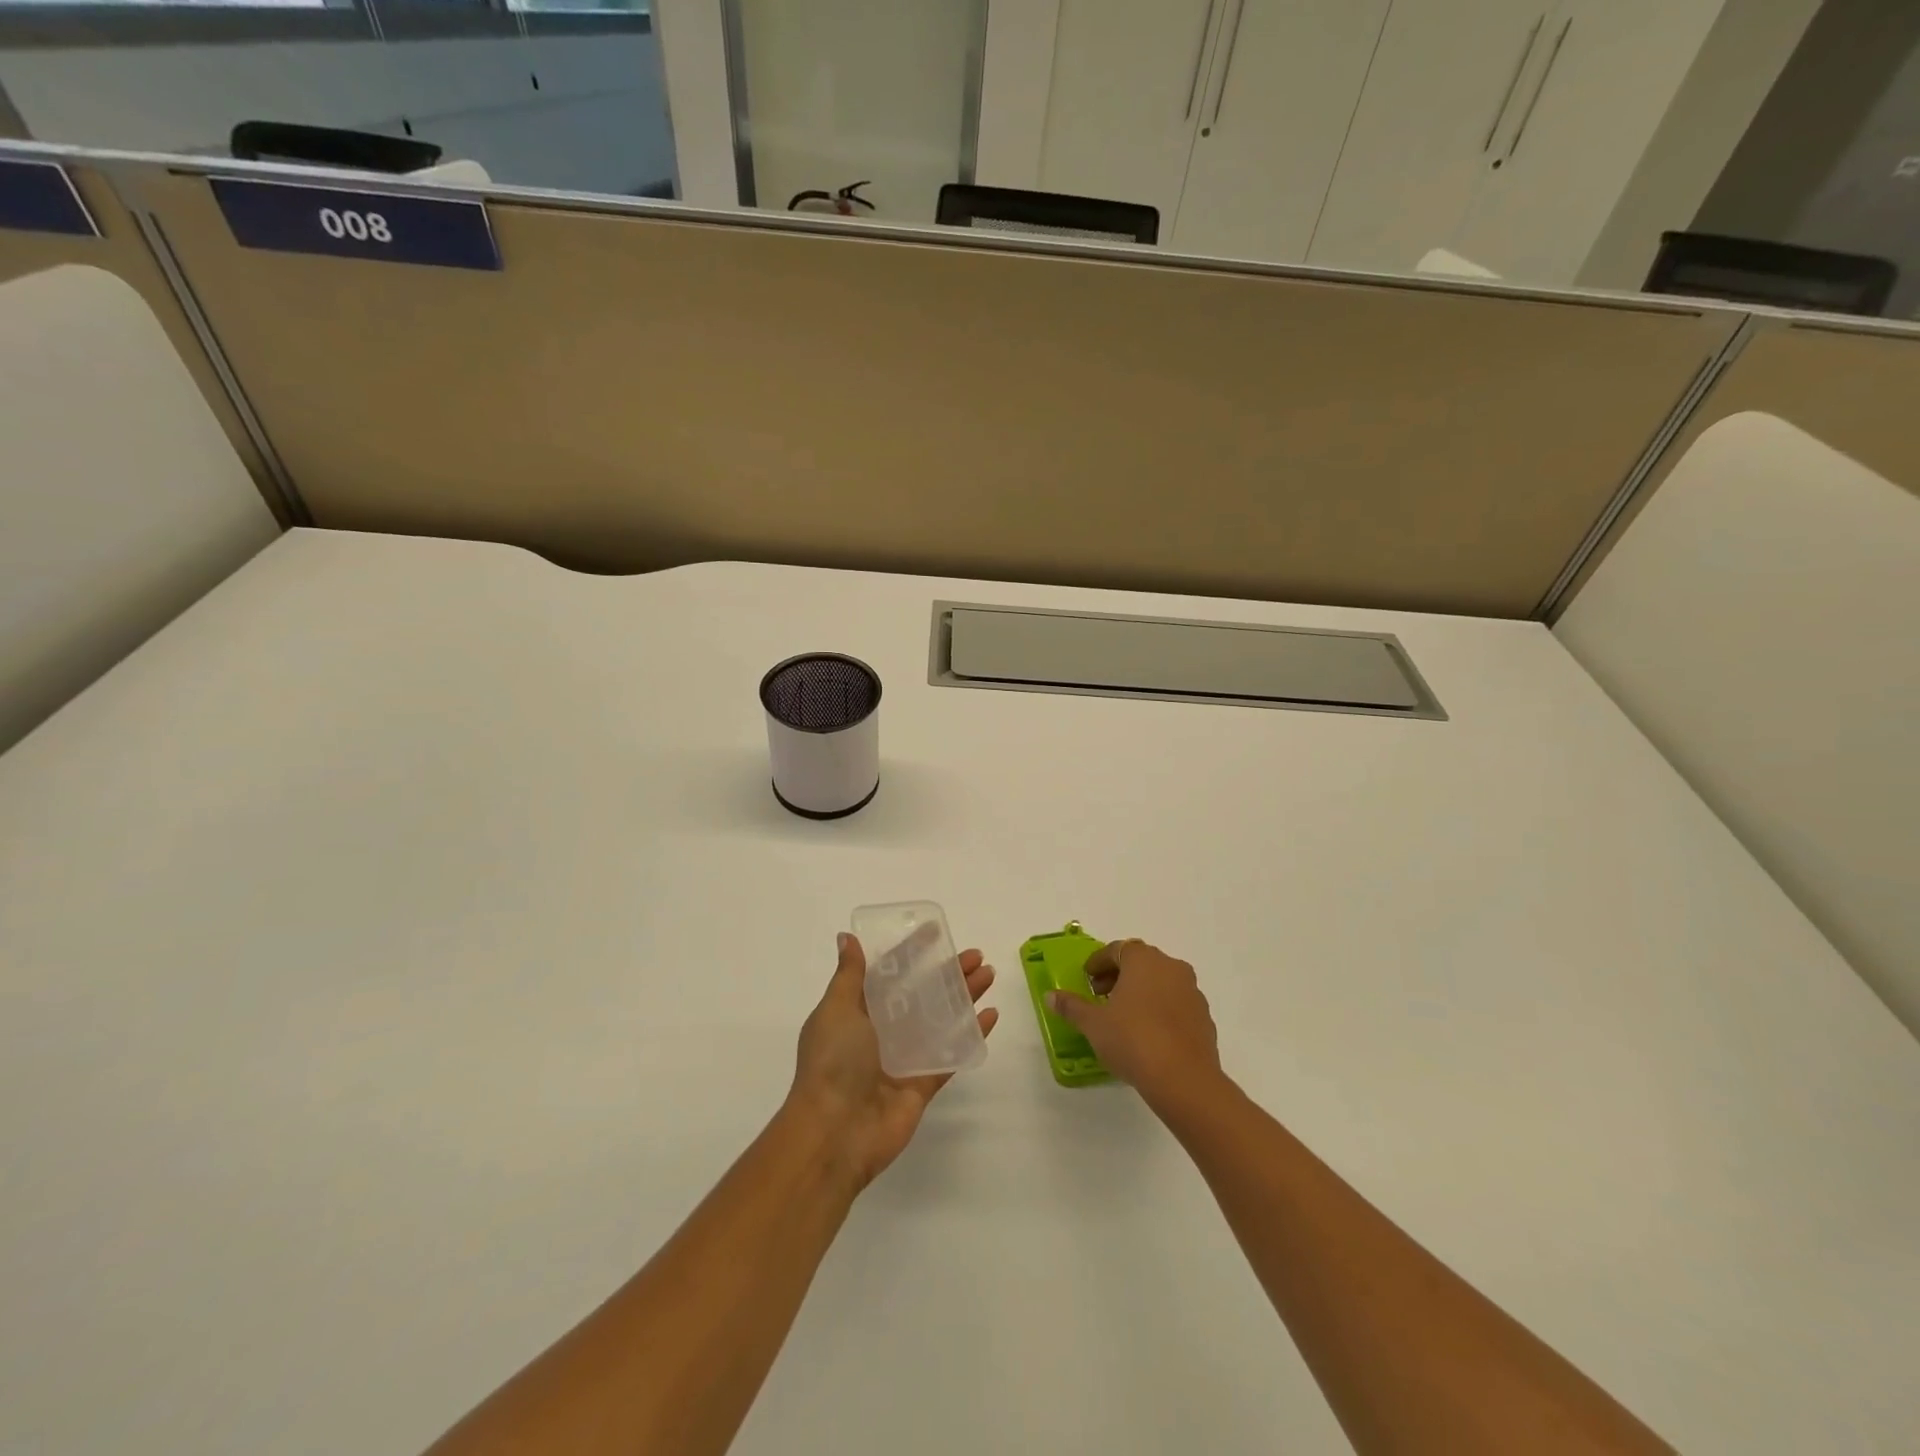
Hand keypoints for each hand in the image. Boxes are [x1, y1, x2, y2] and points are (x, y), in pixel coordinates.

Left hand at [789, 932, 997, 1190]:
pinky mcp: (923, 1082)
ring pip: (941, 1018)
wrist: (835, 1133)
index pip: (891, 971)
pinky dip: (971, 1035)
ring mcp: (905, 1056)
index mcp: (859, 1009)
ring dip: (964, 997)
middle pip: (922, 992)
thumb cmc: (833, 1062)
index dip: (913, 950)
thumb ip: (849, 975)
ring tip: (989, 976)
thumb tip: (847, 938)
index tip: (937, 930)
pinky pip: (951, 1053)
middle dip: (948, 972)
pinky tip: (991, 1016)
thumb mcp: (836, 1010)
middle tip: (976, 956)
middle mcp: (882, 1030)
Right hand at [1047, 939, 1221, 1105]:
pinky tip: (1148, 1034)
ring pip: (1161, 982)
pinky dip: (1160, 1010)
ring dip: (1142, 992)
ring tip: (1124, 1017)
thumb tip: (1050, 996)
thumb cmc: (1132, 1040)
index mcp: (1143, 960)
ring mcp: (1192, 992)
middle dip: (1119, 975)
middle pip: (1140, 962)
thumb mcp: (1093, 1024)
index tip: (1087, 979)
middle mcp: (1171, 967)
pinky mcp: (1204, 1018)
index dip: (1099, 963)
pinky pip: (1176, 1004)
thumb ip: (1071, 1006)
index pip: (1116, 950)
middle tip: (1101, 996)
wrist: (1184, 1079)